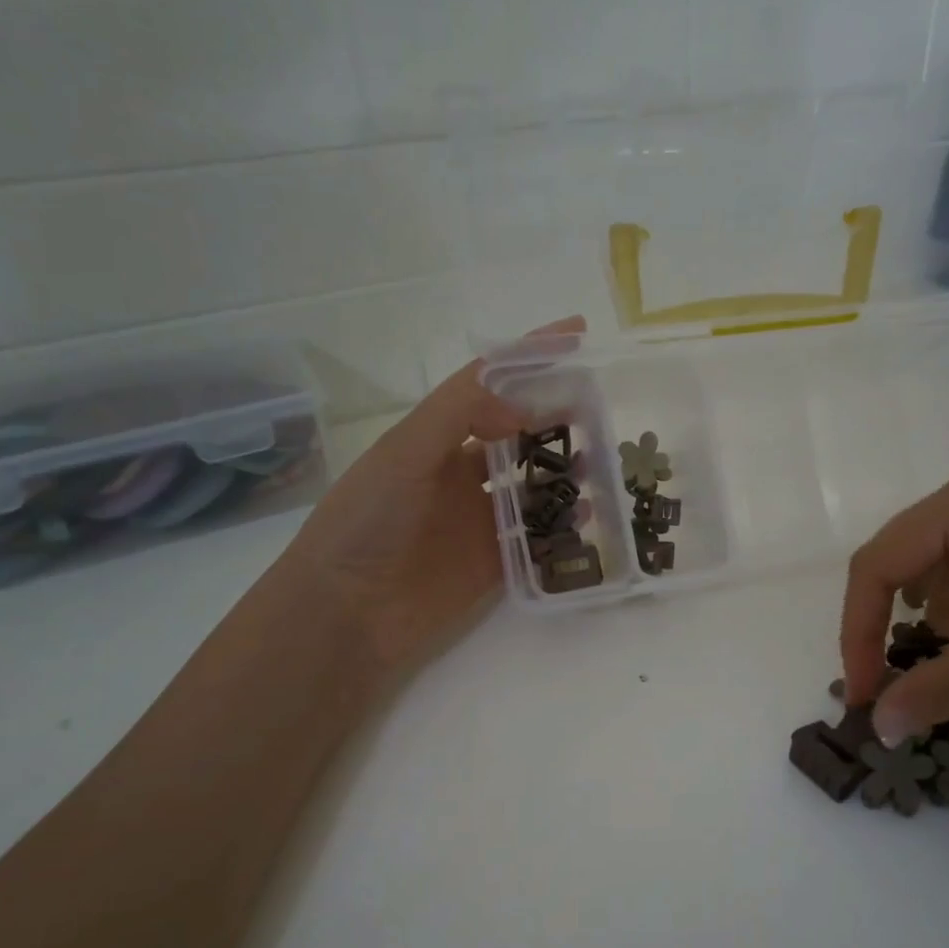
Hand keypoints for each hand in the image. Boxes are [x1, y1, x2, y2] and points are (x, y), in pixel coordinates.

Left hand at [287, 317, 583, 680]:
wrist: (346, 613)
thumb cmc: (366, 523)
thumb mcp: (404, 453)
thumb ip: (460, 415)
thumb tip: (524, 408)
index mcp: (435, 438)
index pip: (488, 384)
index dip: (529, 357)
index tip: (576, 334)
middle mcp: (459, 473)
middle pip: (518, 432)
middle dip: (557, 414)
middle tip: (600, 405)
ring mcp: (478, 519)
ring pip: (533, 483)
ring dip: (565, 468)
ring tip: (602, 459)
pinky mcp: (494, 562)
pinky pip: (537, 535)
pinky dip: (563, 522)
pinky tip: (587, 512)